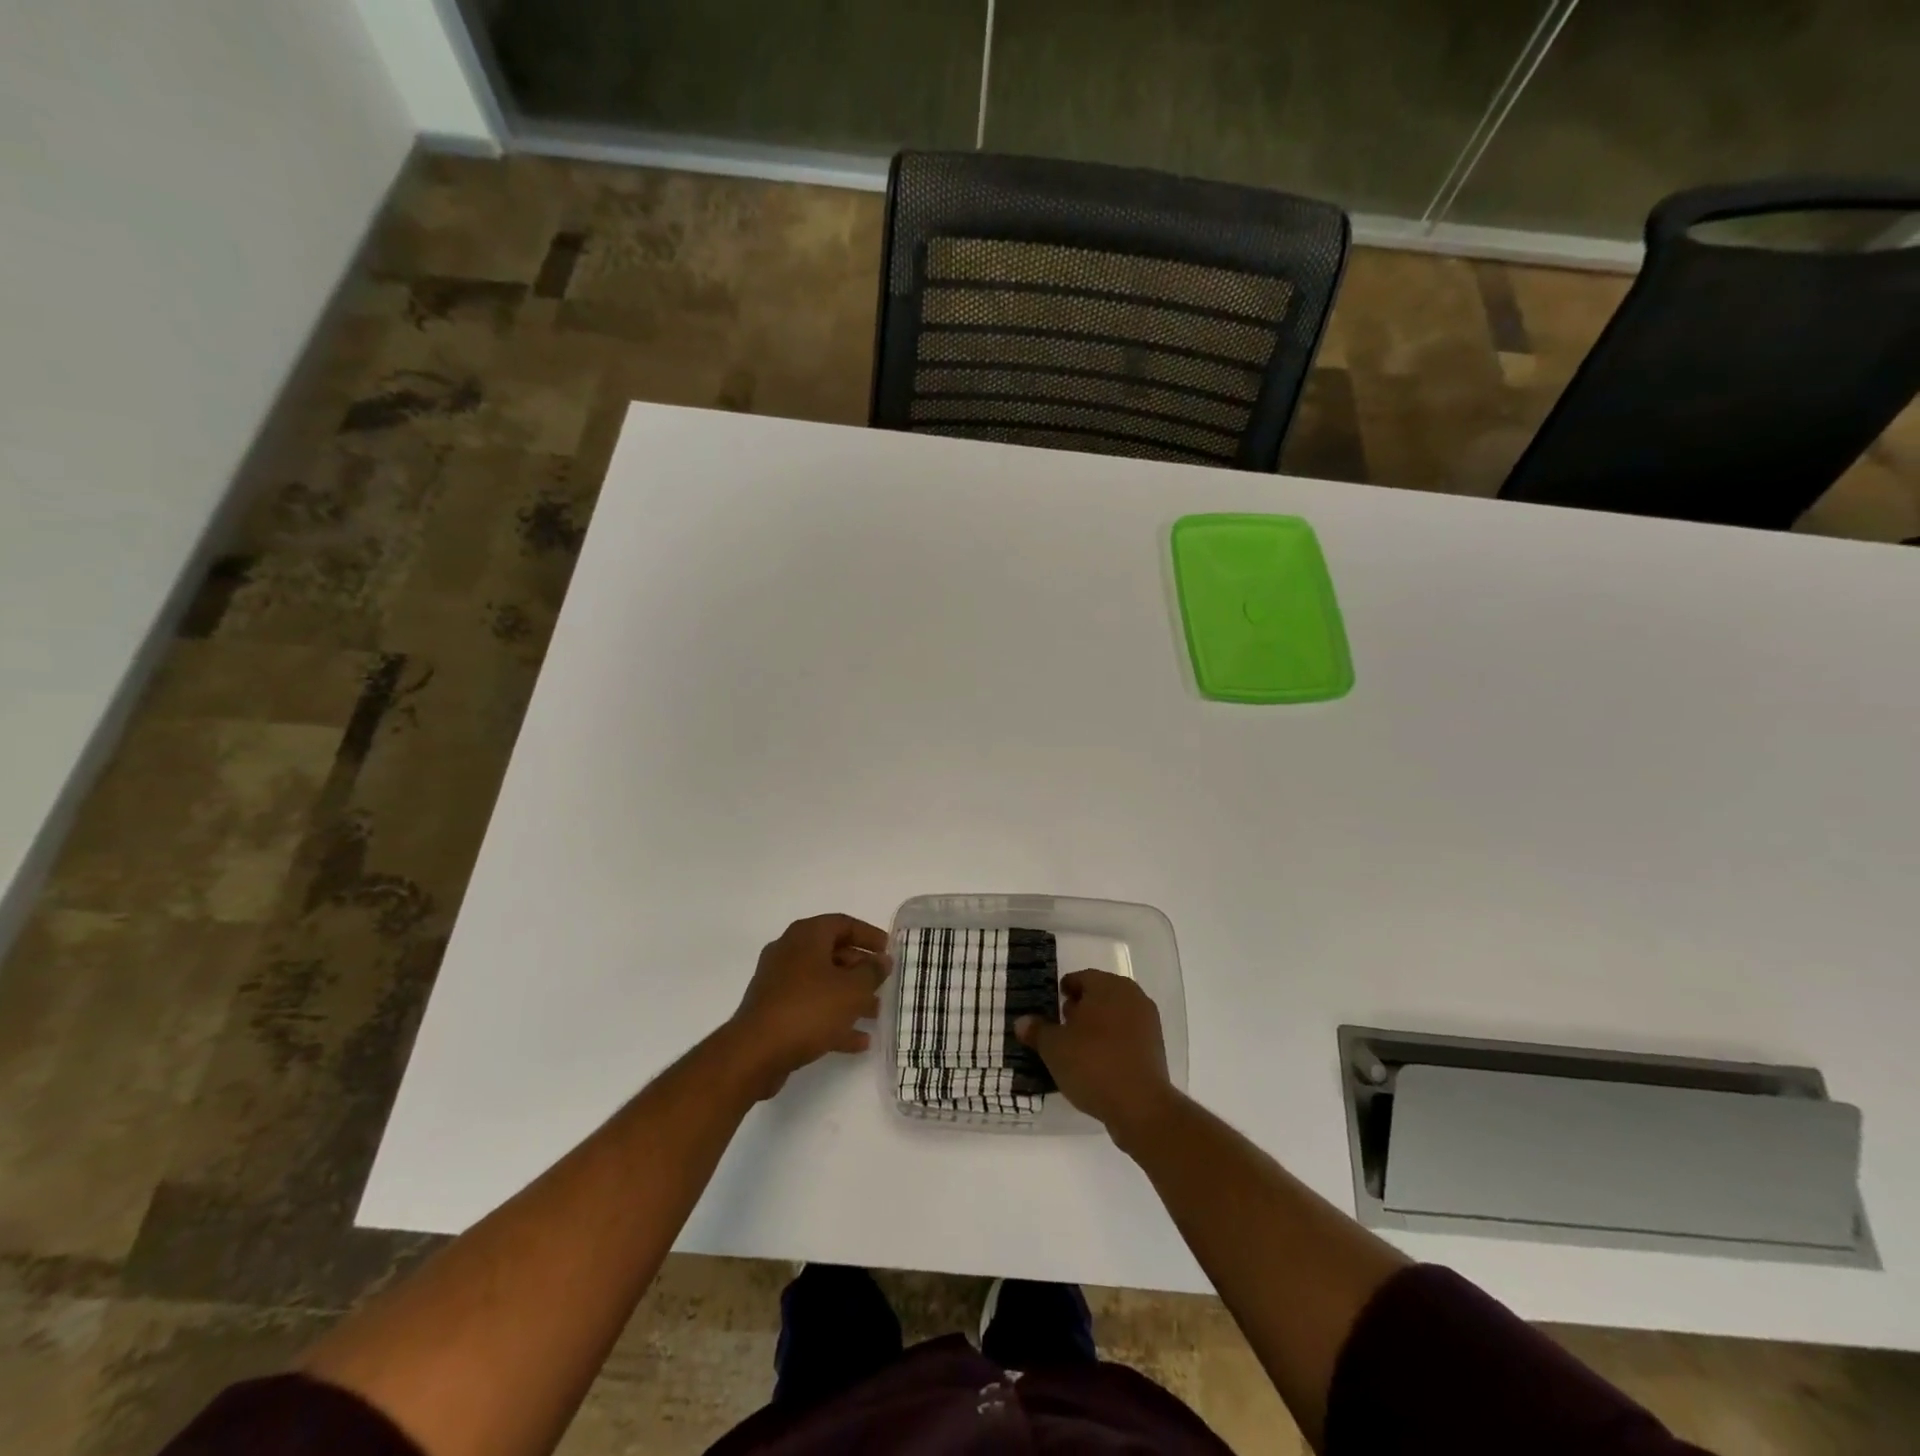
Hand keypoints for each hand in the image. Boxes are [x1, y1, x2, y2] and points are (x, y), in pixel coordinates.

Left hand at [726, 914, 890, 1098]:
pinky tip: (857, 1041)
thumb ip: (871, 972)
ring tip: (875, 1014)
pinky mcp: (773, 1011)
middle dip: (861, 970)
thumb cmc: (809, 1009)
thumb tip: (882, 960)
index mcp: (806, 936)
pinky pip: (810, 1008)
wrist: (755, 1052)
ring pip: (822, 983)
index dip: (869, 935)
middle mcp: (790, 952)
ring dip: (850, 997)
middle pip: (832, 953)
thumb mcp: (852, 989)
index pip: (843, 924)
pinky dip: (833, 1019)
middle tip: (883, 984)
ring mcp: (779, 983)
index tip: (888, 951)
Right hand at [1015, 970, 1174, 1142]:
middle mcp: (1132, 996)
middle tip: (1062, 1026)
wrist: (1140, 1106)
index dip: (1064, 991)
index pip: (1081, 978)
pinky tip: (1097, 1064)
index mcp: (1108, 986)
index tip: (1052, 1006)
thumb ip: (1037, 1030)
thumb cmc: (1092, 1064)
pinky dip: (1112, 1043)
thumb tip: (1022, 1021)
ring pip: (1115, 1016)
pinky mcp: (1156, 1048)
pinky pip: (1127, 1037)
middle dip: (1081, 1007)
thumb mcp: (1054, 1047)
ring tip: (1077, 1048)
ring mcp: (1148, 1022)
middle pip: (1100, 995)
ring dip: (1097, 1026)